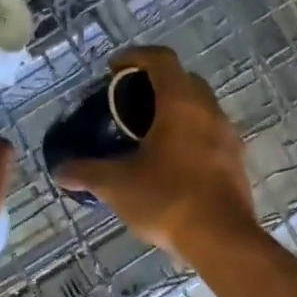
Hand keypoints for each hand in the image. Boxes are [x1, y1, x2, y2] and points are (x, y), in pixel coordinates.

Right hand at [56, 47, 261, 262]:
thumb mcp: (117, 185)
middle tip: (128, 103)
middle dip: (155, 84)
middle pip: (184, 80)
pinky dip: (188, 136)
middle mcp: (209, 111)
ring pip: (200, 109)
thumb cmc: (168, 199)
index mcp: (181, 104)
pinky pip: (209, 135)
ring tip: (146, 134)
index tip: (113, 69)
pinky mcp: (236, 162)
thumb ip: (86, 173)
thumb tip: (60, 171)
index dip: (135, 56)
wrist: (221, 239)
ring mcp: (228, 137)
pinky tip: (170, 163)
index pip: (161, 59)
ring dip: (174, 112)